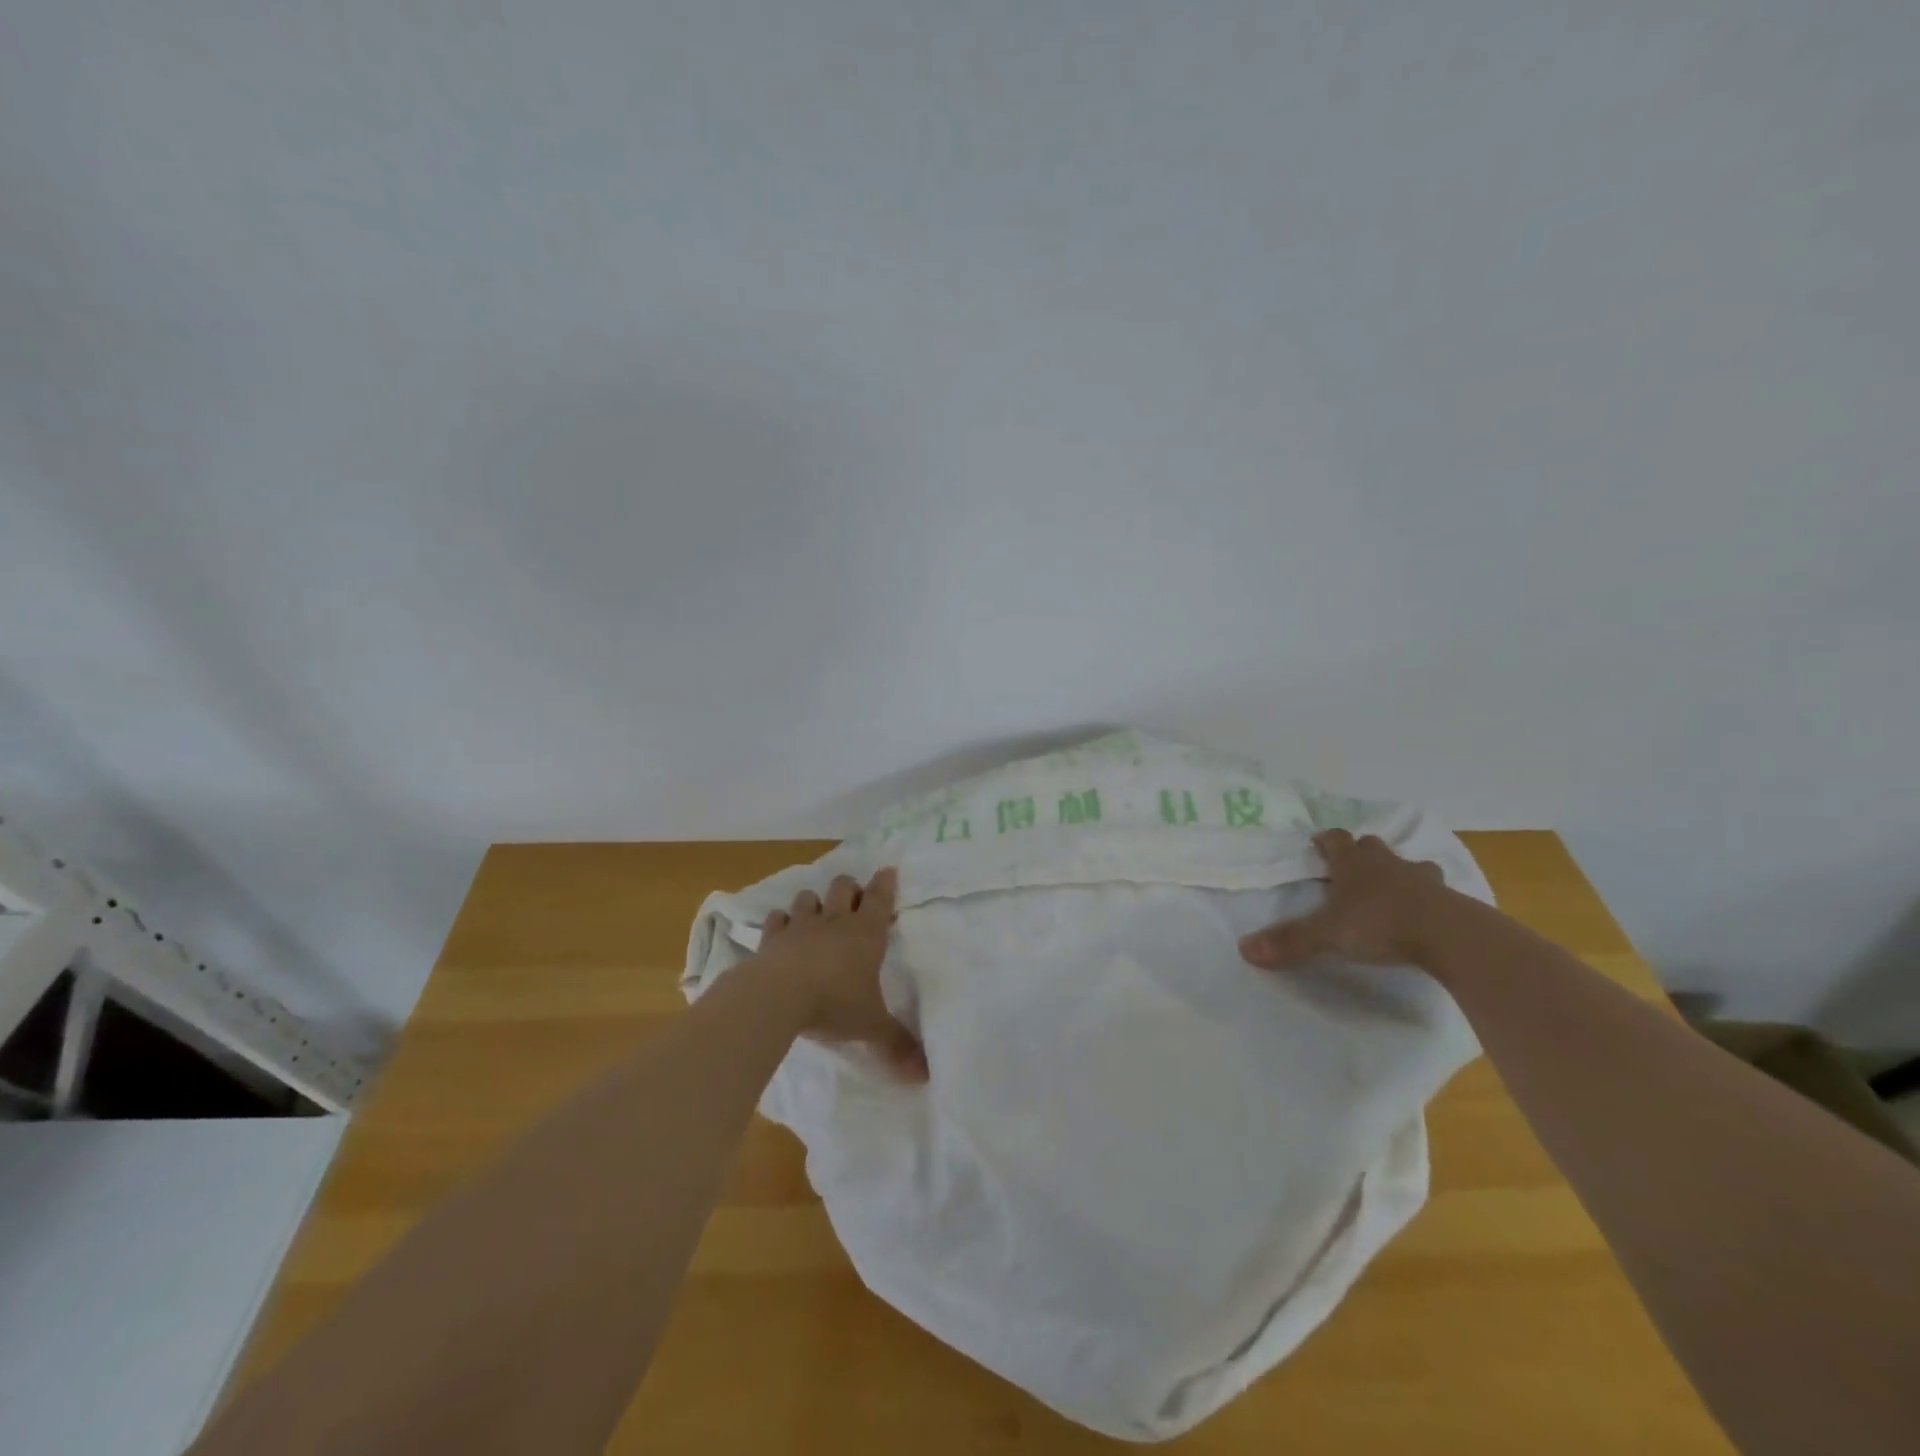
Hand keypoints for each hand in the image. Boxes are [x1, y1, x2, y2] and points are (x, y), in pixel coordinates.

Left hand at [757, 868, 928, 1082]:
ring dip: (815, 902)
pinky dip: (781, 922)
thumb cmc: (834, 1003)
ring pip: (809, 898)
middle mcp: (835, 921)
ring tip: (817, 913)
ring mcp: (801, 926)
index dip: (885, 884)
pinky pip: (777, 919)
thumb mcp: (871, 1026)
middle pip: (844, 887)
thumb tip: (924, 1076)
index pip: (880, 898)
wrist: (778, 997)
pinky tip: (782, 929)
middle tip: (853, 898)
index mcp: (866, 933)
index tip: (887, 869)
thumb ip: (897, 1046)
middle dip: (850, 888)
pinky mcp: (772, 938)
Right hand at [1239, 830, 1450, 969]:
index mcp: (1354, 864)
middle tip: (1351, 866)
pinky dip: (1426, 895)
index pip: (1336, 840)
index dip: (1326, 841)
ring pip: (1407, 864)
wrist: (1450, 935)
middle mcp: (1386, 863)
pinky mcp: (1449, 899)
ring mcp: (1421, 879)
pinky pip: (1435, 890)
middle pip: (1371, 846)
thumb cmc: (1381, 924)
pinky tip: (1423, 911)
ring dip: (1397, 871)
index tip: (1318, 843)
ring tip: (1391, 887)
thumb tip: (1243, 948)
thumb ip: (1289, 941)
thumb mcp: (1327, 934)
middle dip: (1361, 852)